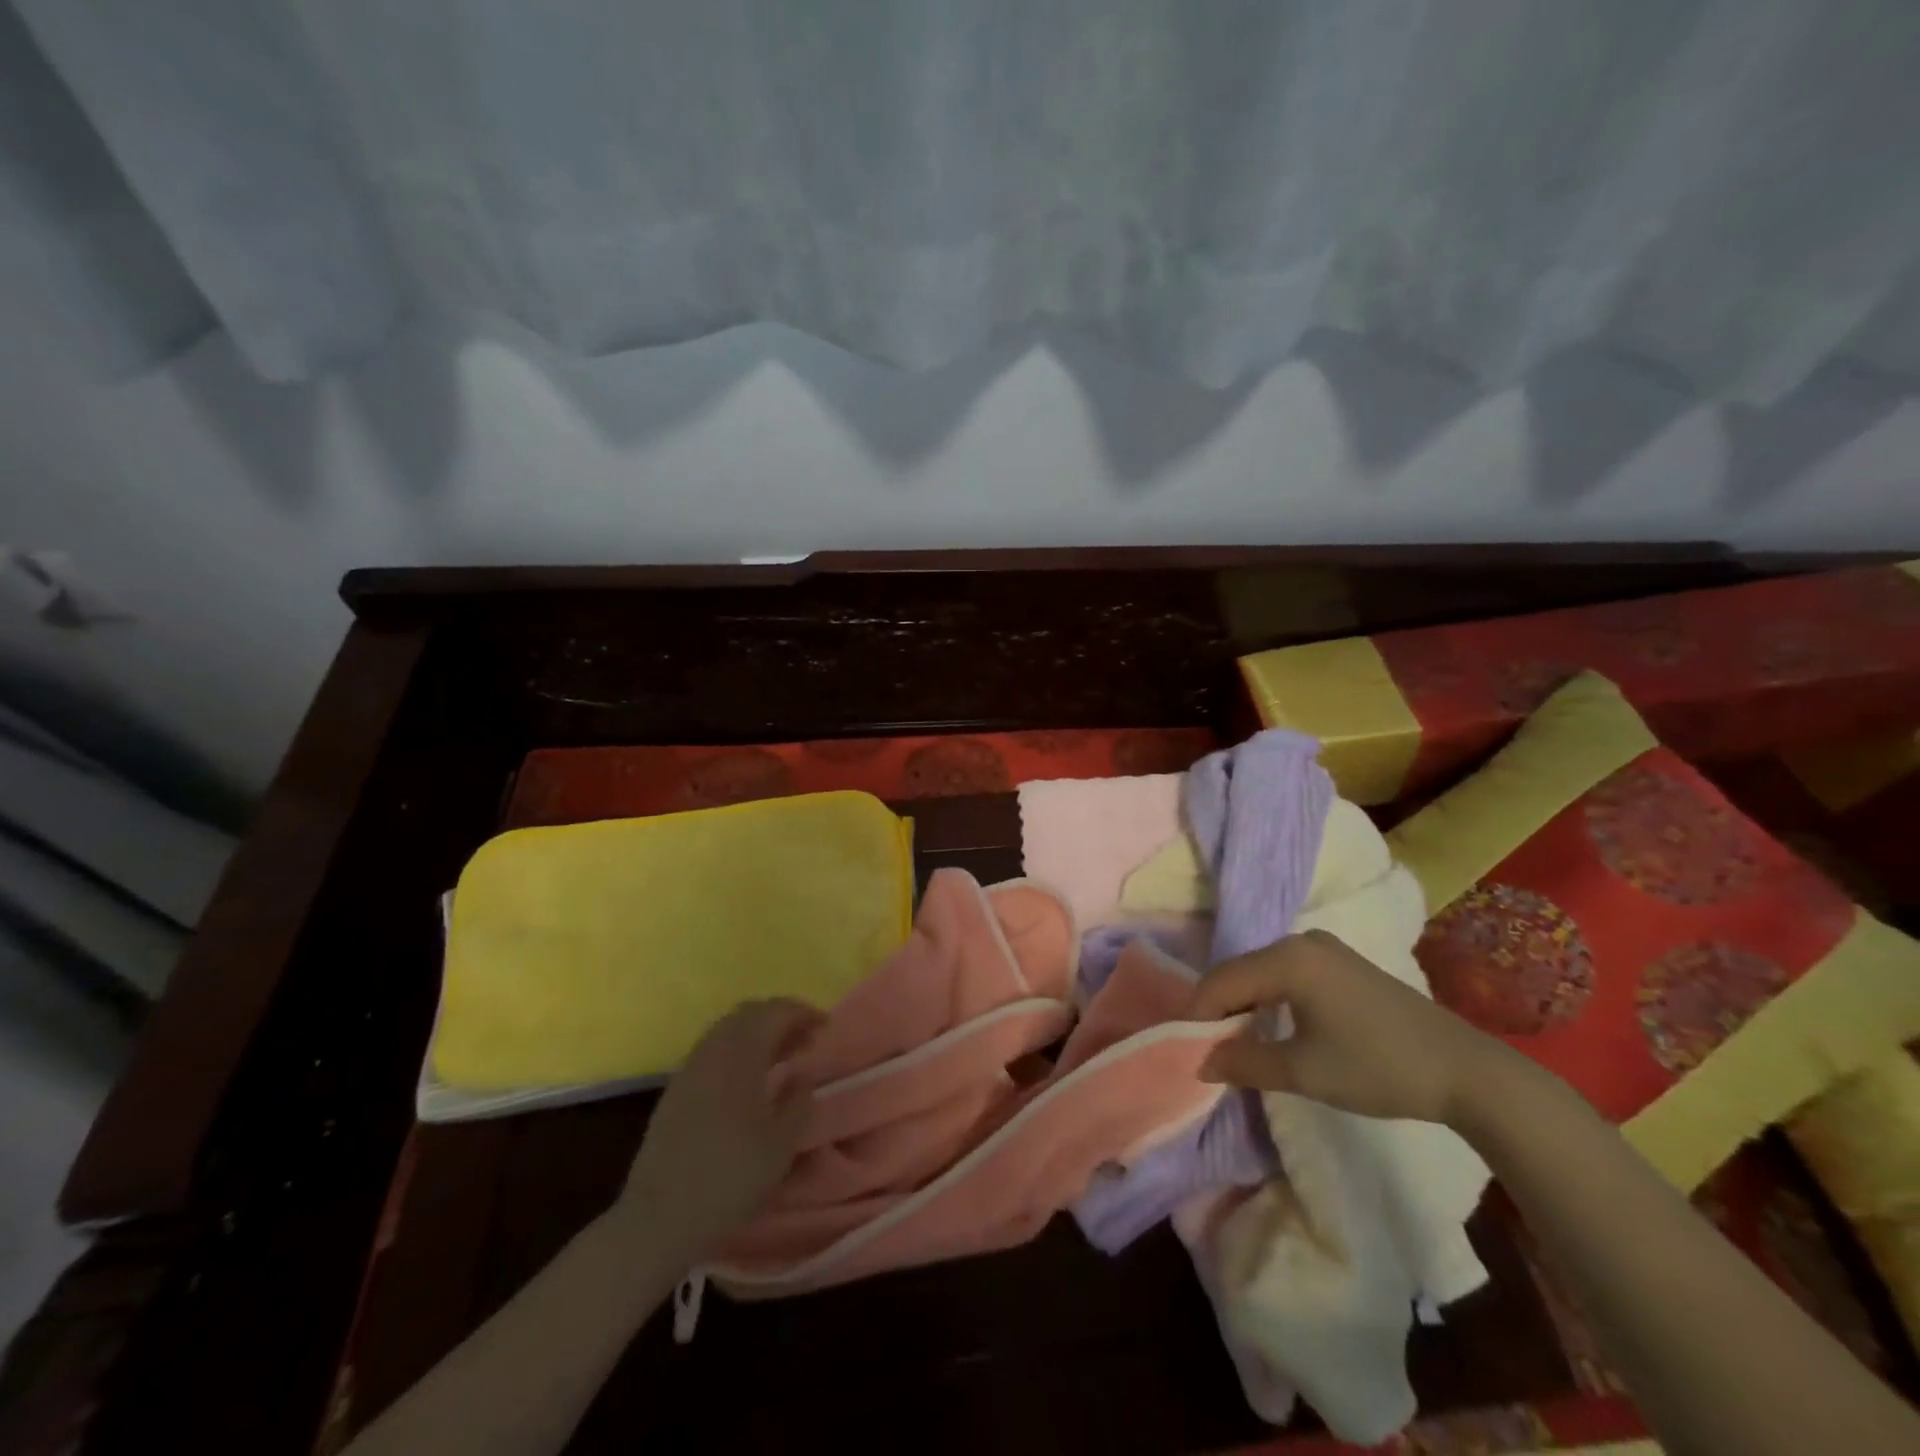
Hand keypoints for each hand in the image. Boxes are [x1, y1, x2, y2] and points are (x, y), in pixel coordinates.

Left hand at [619, 998, 823, 1259]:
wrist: (658, 1219)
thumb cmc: (730, 1178)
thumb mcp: (782, 1144)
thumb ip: (799, 1100)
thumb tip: (803, 1073)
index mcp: (742, 1053)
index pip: (776, 1011)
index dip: (803, 1013)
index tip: (825, 1027)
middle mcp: (713, 1049)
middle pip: (749, 1012)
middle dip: (780, 1017)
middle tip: (804, 1039)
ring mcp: (690, 1067)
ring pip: (727, 1029)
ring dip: (756, 1032)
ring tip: (780, 1057)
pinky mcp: (675, 1089)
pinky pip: (712, 1049)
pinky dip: (736, 1049)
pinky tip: (747, 1079)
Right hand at [1188, 929, 1503, 1125]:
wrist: (1465, 1070)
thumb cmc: (1377, 1067)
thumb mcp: (1304, 1071)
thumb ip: (1244, 1063)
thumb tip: (1199, 1063)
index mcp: (1286, 959)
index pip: (1220, 982)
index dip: (1198, 1016)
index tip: (1187, 1050)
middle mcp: (1299, 941)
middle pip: (1238, 972)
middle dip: (1219, 1010)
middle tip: (1209, 1050)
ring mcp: (1323, 948)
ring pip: (1261, 972)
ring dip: (1244, 1004)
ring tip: (1237, 1043)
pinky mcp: (1340, 962)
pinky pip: (1286, 973)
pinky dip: (1269, 998)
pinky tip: (1273, 1025)